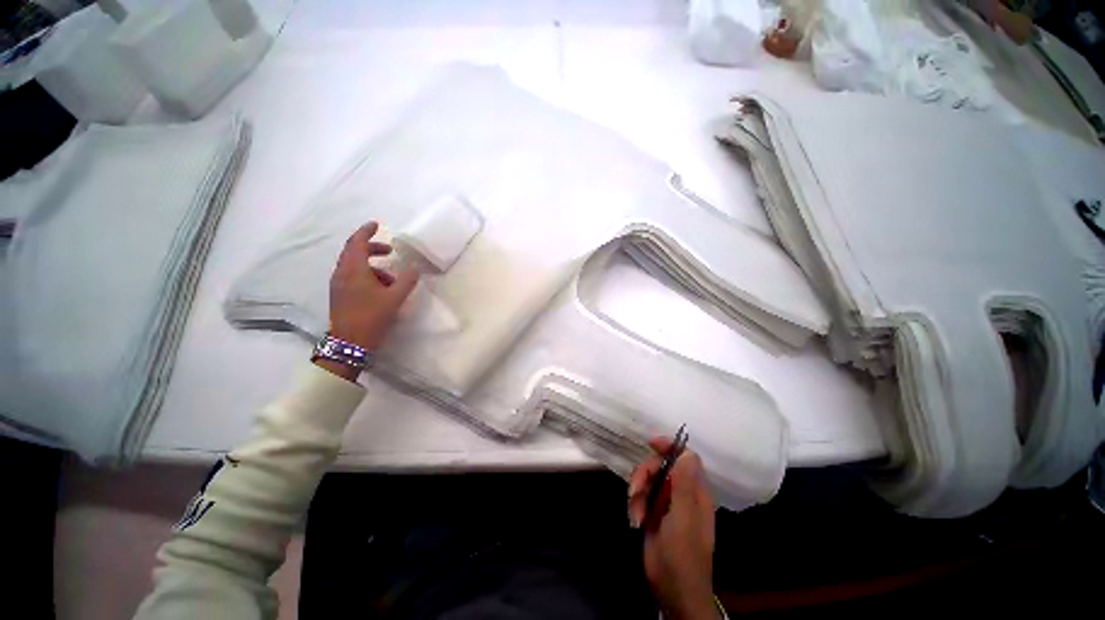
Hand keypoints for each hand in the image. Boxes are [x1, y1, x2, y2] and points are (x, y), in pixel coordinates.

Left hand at [328, 221, 418, 351]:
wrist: (350, 343)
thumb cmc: (372, 317)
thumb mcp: (394, 298)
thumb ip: (406, 281)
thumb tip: (414, 268)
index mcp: (354, 270)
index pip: (357, 242)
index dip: (366, 231)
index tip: (377, 224)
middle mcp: (342, 273)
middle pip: (354, 252)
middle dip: (371, 247)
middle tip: (389, 250)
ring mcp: (338, 284)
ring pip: (354, 265)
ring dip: (372, 265)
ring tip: (391, 278)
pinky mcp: (340, 294)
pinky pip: (352, 276)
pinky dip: (367, 275)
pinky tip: (381, 289)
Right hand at [628, 438, 717, 619]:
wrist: (673, 591)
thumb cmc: (683, 555)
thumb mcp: (683, 519)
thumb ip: (685, 485)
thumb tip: (688, 453)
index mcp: (695, 493)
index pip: (685, 458)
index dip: (670, 447)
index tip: (651, 444)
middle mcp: (682, 494)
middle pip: (660, 466)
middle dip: (645, 475)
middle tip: (635, 491)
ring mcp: (667, 503)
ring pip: (648, 480)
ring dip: (637, 493)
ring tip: (636, 514)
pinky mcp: (653, 513)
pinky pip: (640, 496)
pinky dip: (635, 505)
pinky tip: (635, 521)